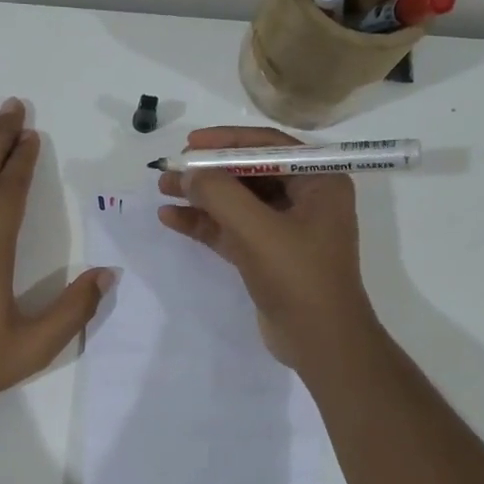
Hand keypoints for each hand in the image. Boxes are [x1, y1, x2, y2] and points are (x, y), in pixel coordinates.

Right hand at [158, 126, 377, 371]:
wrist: (320, 342)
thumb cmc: (299, 278)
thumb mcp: (257, 230)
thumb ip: (220, 195)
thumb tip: (188, 173)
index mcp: (319, 182)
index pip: (269, 146)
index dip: (227, 141)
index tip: (190, 144)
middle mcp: (306, 199)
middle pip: (250, 173)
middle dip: (209, 171)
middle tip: (171, 168)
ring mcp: (286, 229)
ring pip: (238, 202)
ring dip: (202, 196)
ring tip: (162, 189)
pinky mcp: (268, 255)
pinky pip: (233, 229)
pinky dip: (205, 224)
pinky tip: (172, 218)